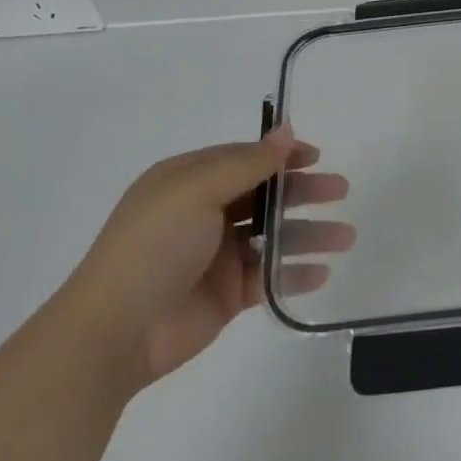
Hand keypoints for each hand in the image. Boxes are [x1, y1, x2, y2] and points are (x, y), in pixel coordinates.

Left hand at [55, 129, 352, 392]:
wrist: (115, 331)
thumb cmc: (153, 247)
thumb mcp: (196, 191)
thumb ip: (247, 162)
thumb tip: (286, 129)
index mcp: (188, 182)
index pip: (244, 159)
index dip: (281, 156)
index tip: (316, 157)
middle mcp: (203, 214)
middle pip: (264, 195)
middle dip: (303, 192)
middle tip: (340, 192)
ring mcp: (216, 256)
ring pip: (272, 237)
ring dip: (309, 234)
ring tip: (345, 237)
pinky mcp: (225, 294)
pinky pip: (268, 277)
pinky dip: (294, 273)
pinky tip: (321, 272)